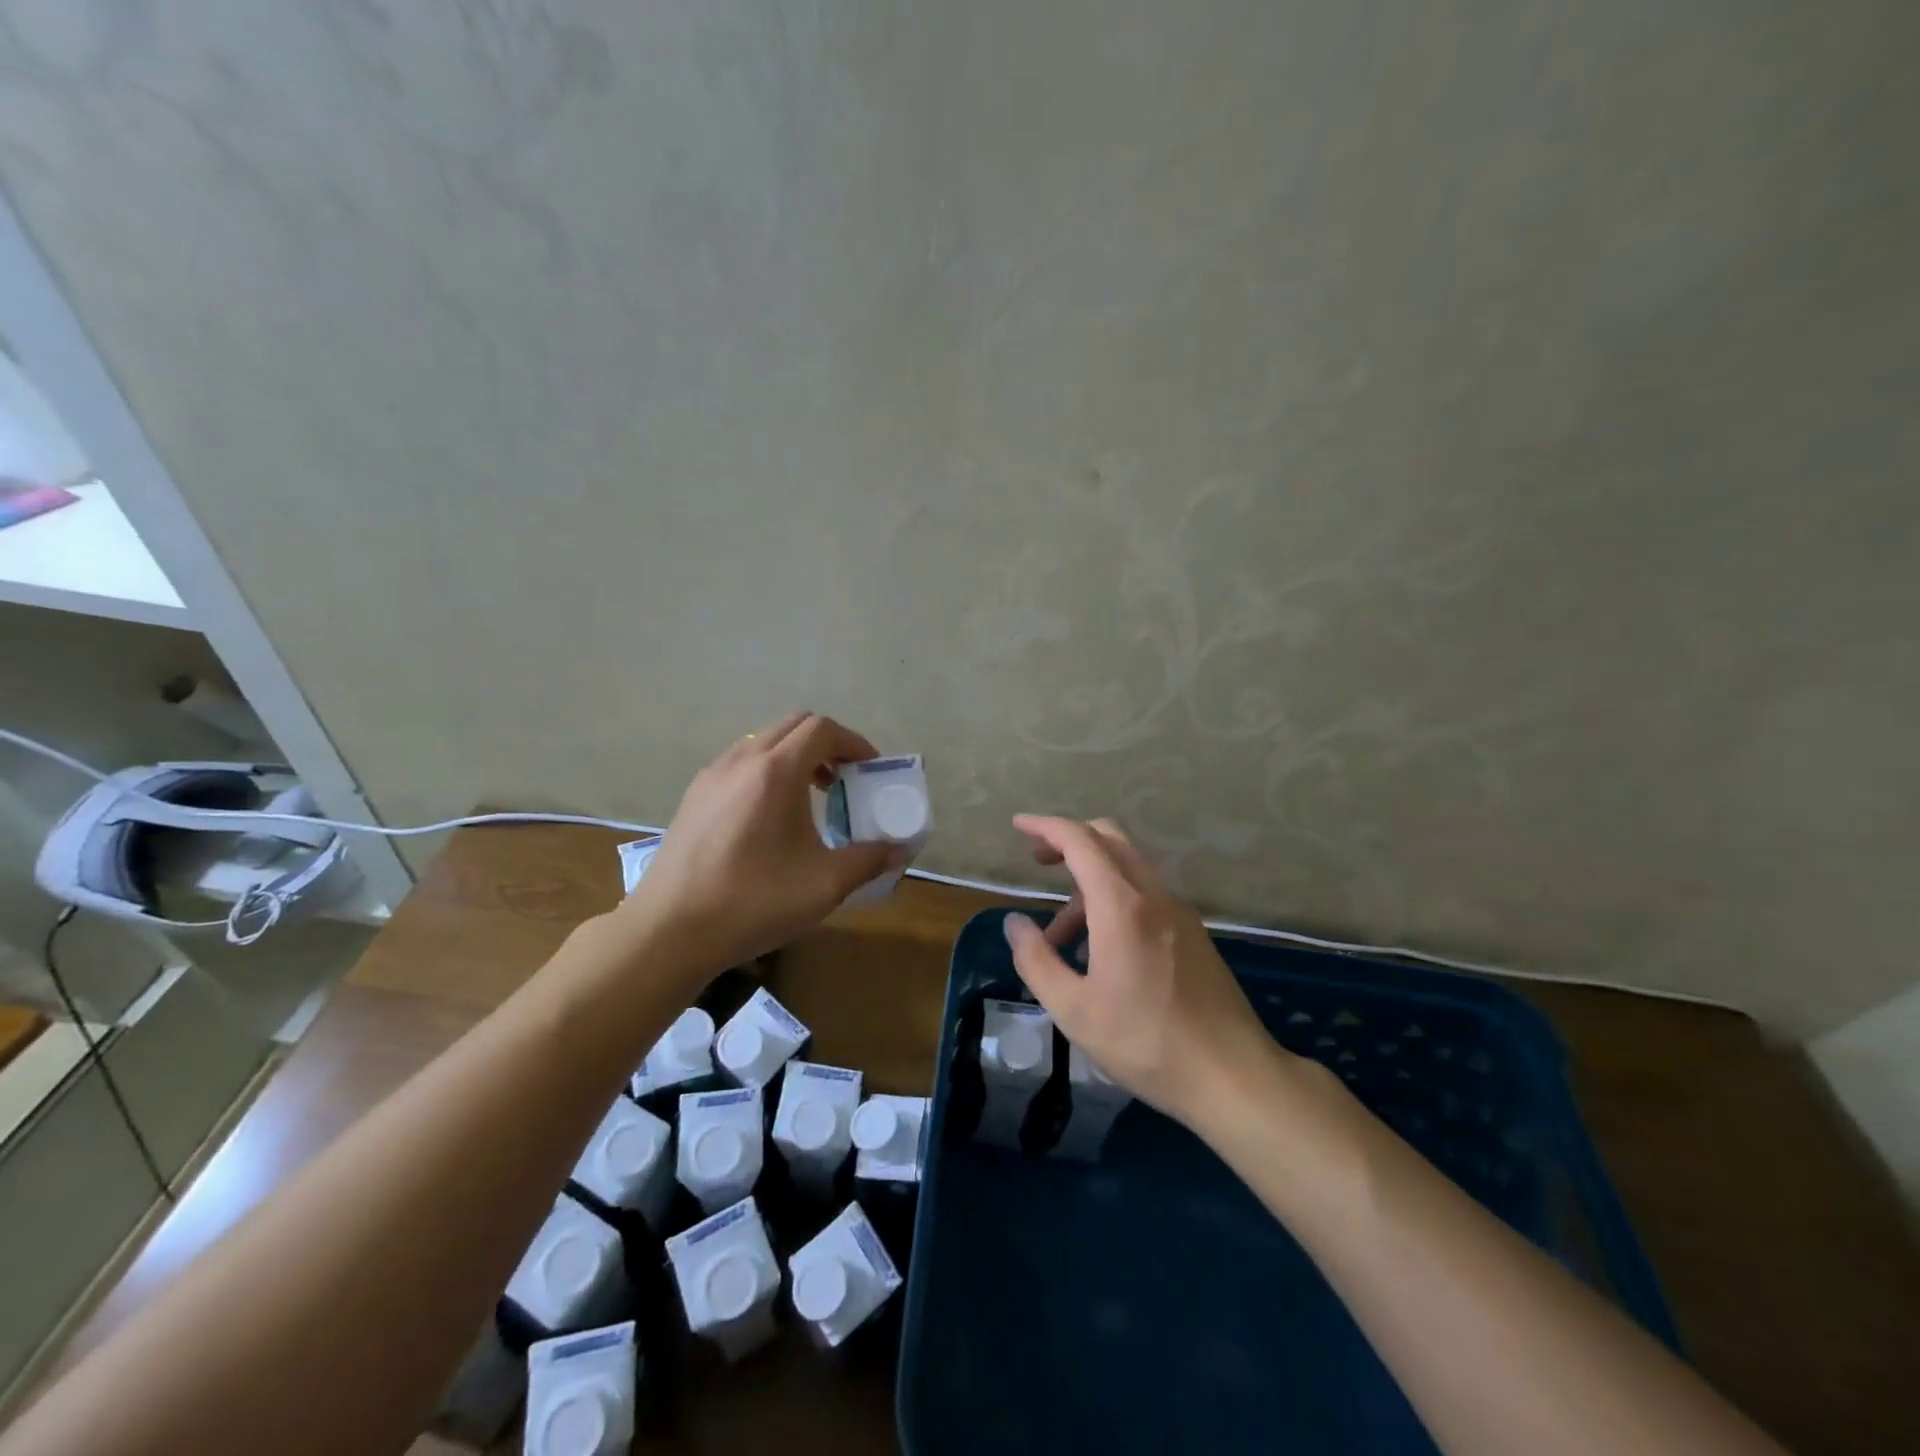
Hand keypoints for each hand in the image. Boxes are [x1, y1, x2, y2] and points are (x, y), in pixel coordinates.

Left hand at [618, 713, 903, 981]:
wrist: (669, 930)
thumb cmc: (753, 901)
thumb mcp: (824, 885)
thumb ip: (868, 860)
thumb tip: (898, 851)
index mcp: (776, 771)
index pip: (823, 729)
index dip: (854, 743)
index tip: (870, 771)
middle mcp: (742, 760)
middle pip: (794, 726)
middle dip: (827, 745)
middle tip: (845, 780)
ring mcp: (712, 775)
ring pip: (764, 741)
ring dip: (795, 756)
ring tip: (811, 797)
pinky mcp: (694, 795)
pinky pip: (740, 762)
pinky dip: (767, 770)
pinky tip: (771, 816)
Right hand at [1001, 814, 1284, 1129]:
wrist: (1233, 1076)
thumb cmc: (1146, 1043)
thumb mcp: (1074, 1010)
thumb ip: (1036, 960)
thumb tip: (1015, 923)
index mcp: (1122, 906)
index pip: (1080, 840)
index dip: (1046, 826)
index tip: (1018, 824)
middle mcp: (1153, 895)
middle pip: (1109, 838)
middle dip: (1069, 840)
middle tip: (1038, 863)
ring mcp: (1178, 911)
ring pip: (1127, 869)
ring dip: (1088, 883)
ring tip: (1060, 939)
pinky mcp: (1193, 932)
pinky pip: (1145, 895)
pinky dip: (1113, 901)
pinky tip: (1100, 952)